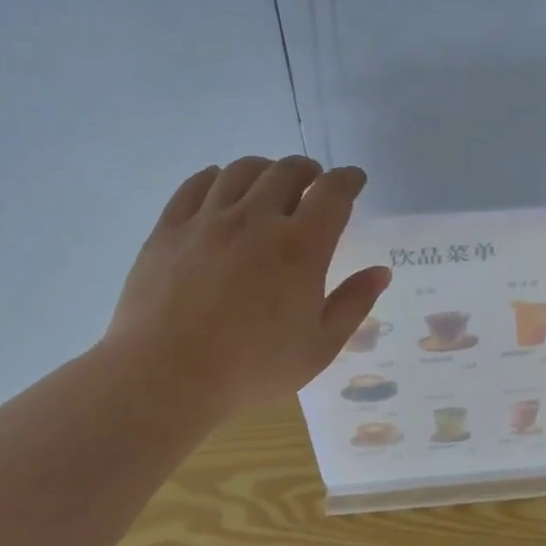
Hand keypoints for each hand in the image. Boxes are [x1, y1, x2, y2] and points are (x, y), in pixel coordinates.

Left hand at [101, 156, 389, 416]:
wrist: (165, 376)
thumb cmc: (252, 367)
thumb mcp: (319, 347)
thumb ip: (353, 304)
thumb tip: (380, 272)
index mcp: (301, 247)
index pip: (333, 193)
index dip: (348, 179)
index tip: (354, 180)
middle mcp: (256, 220)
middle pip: (287, 171)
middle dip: (308, 170)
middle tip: (313, 182)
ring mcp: (208, 220)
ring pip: (242, 171)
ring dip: (266, 169)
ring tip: (270, 182)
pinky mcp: (170, 229)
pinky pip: (197, 185)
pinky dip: (217, 177)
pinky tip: (221, 187)